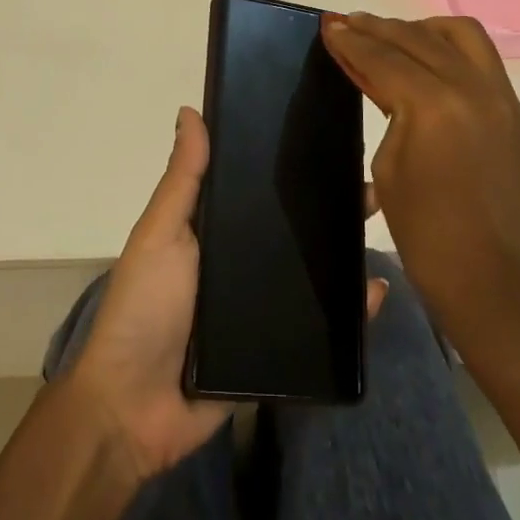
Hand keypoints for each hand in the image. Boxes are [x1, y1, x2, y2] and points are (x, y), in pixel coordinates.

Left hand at [65, 106, 391, 483]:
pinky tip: (376, 293)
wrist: (135, 409)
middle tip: (370, 189)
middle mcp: (242, 263)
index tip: (328, 143)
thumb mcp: (161, 234)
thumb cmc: (145, 307)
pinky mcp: (279, 350)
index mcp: (215, 231)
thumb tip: (190, 110)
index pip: (259, 190)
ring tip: (383, 230)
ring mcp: (262, 307)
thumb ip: (183, 179)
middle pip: (293, 230)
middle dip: (330, 208)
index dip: (290, 168)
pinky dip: (351, 312)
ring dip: (346, 253)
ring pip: (313, 274)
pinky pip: (321, 327)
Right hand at [321, 12, 519, 363]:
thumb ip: (386, 106)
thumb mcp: (389, 166)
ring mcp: (499, 96)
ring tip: (390, 36)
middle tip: (347, 23)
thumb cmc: (426, 234)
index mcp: (434, 105)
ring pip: (459, 34)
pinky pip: (479, 56)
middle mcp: (472, 87)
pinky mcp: (511, 109)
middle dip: (378, 28)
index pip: (384, 57)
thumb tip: (374, 73)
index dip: (351, 41)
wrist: (493, 281)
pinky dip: (447, 45)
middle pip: (417, 38)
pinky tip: (424, 55)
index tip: (327, 25)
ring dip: (419, 28)